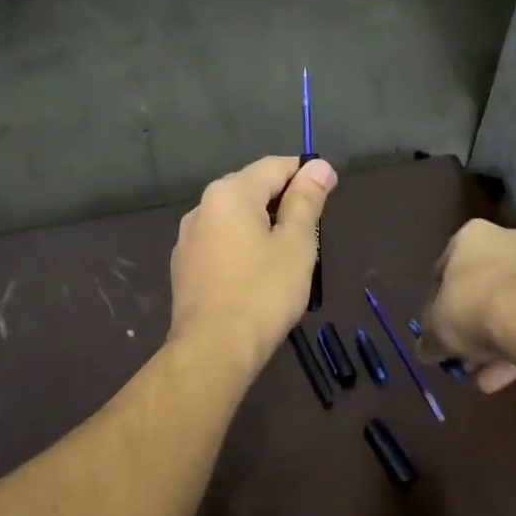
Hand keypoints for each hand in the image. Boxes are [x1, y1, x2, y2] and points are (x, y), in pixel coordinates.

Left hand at [168, 155, 337, 377]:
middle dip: (284, 202)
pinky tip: (257, 276)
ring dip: (263, 227)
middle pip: (252, 190)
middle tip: (312, 232)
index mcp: (229, 193)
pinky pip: (221, 245)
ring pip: (235, 220)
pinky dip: (243, 249)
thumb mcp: (296, 243)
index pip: (275, 166)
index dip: (306, 175)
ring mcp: (188, 239)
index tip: (331, 191)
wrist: (213, 349)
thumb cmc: (263, 292)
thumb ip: (306, 200)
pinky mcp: (184, 268)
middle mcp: (202, 207)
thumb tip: (318, 165)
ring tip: (288, 257)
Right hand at [423, 219, 515, 393]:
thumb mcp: (434, 328)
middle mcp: (511, 238)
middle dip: (474, 322)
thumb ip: (428, 338)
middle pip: (484, 285)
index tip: (438, 326)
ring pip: (514, 304)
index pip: (447, 267)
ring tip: (487, 376)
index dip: (439, 301)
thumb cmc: (471, 308)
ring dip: (499, 339)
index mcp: (472, 235)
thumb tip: (426, 350)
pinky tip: (509, 375)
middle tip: (465, 353)